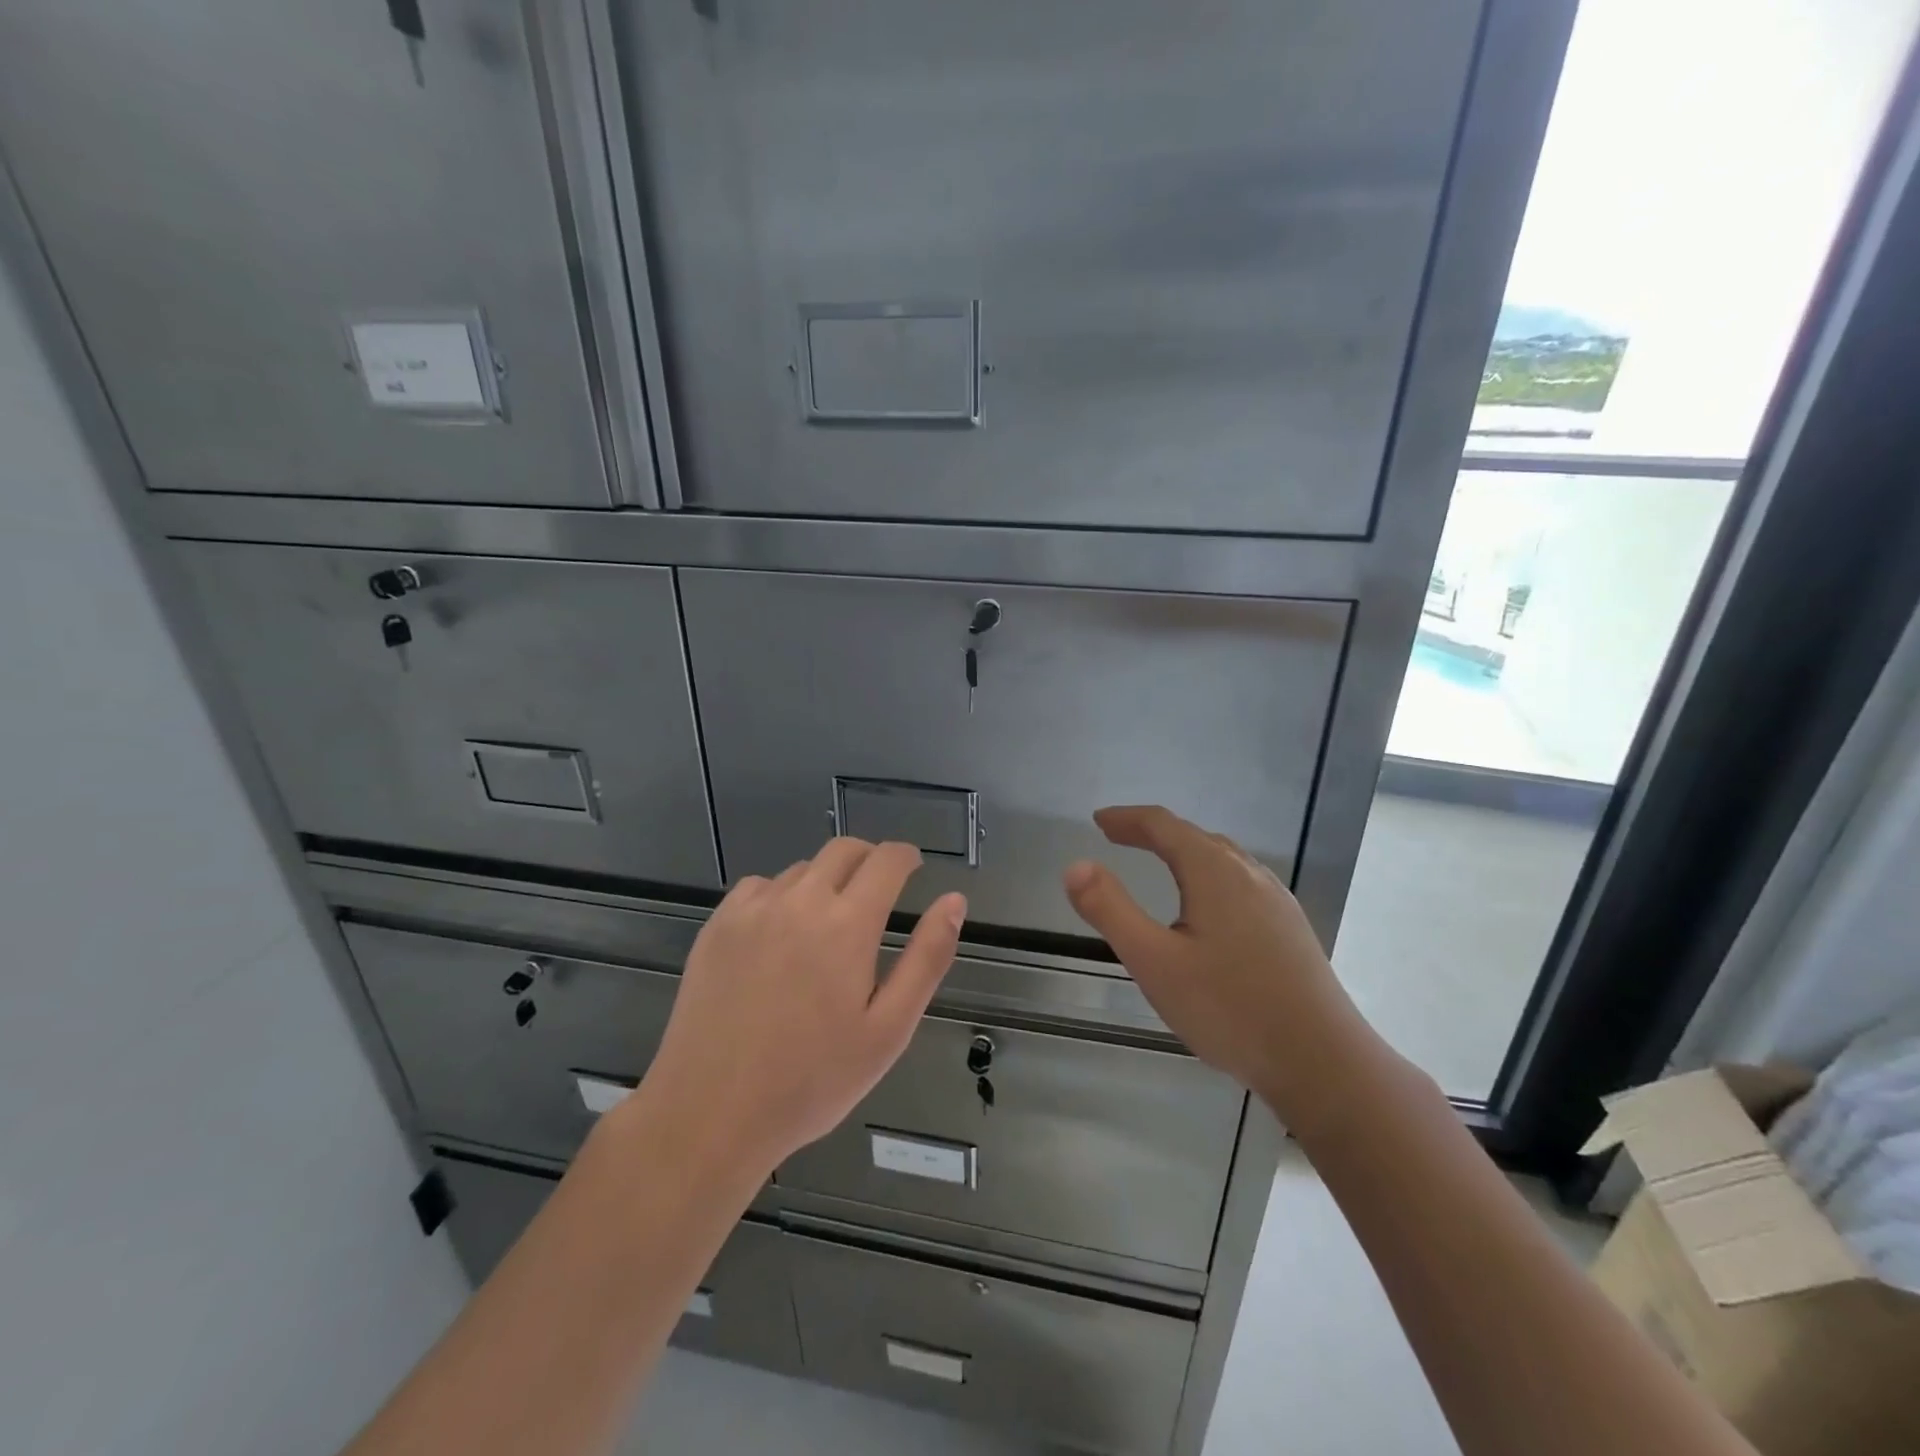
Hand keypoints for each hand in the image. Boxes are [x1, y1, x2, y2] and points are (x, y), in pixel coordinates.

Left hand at [639, 839, 966, 1177]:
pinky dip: (781, 896)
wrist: (710, 1113)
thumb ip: (927, 958)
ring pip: (802, 870)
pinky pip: (760, 887)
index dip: (906, 857)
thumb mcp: (889, 1030)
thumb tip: (954, 900)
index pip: (886, 860)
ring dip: (826, 882)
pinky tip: (779, 936)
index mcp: (848, 924)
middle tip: (878, 892)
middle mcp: (800, 900)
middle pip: (844, 851)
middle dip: (869, 860)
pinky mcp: (718, 925)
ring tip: (828, 926)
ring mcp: (753, 909)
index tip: (913, 868)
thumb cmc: (812, 1081)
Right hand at [1063, 805, 1380, 1134]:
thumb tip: (1075, 865)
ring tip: (1159, 862)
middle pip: (1194, 836)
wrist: (1323, 1062)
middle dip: (1152, 832)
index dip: (1127, 819)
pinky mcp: (1291, 927)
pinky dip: (1209, 873)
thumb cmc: (1230, 1009)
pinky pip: (1241, 880)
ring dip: (1184, 850)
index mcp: (1214, 871)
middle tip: (1119, 837)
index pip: (1163, 825)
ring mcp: (1277, 899)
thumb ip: (1110, 910)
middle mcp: (1249, 873)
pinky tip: (1209, 906)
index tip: (1099, 820)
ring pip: (1223, 858)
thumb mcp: (1154, 961)